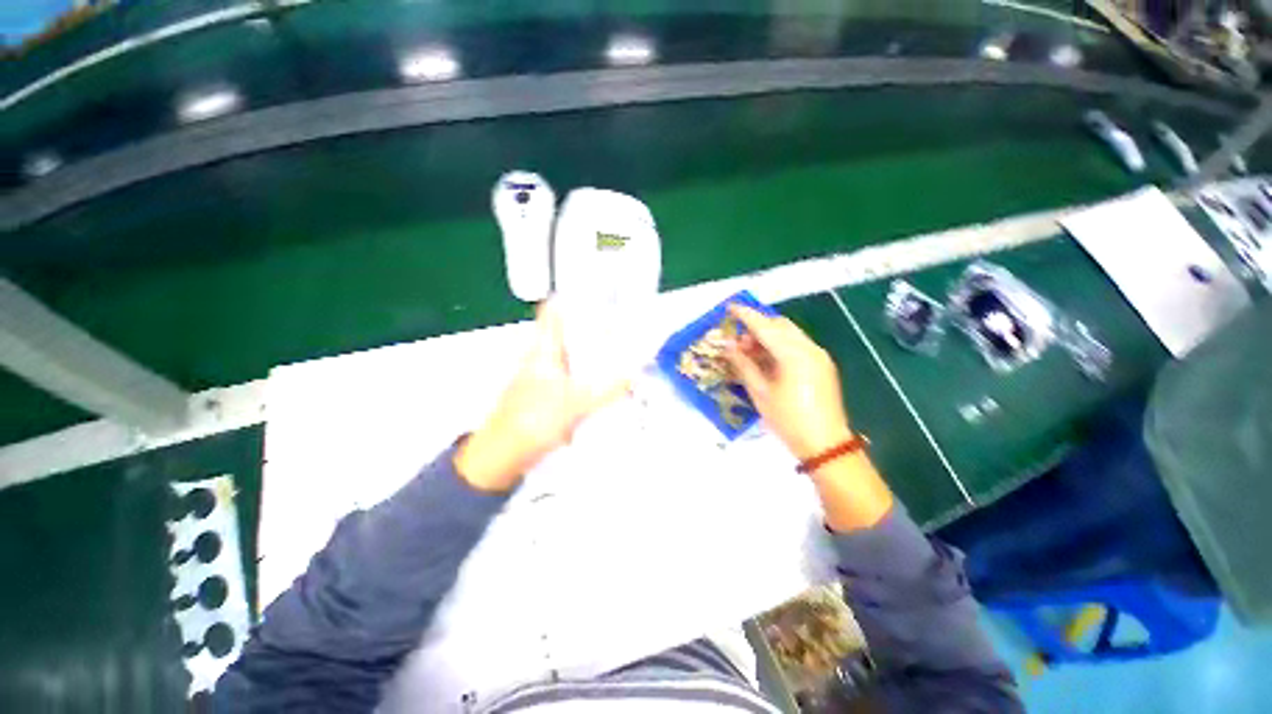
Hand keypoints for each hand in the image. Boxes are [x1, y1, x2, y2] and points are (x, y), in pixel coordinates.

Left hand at [455, 301, 629, 491]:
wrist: (503, 455)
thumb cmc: (532, 420)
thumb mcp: (575, 403)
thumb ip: (607, 389)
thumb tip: (635, 374)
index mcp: (543, 349)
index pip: (552, 311)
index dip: (572, 296)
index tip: (600, 291)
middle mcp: (544, 357)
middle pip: (569, 332)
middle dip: (595, 325)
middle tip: (624, 323)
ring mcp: (546, 376)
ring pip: (574, 354)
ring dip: (595, 351)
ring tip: (623, 348)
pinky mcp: (550, 394)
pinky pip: (575, 375)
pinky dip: (591, 374)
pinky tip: (609, 380)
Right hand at [723, 305, 852, 460]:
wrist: (825, 445)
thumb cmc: (788, 419)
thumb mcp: (760, 392)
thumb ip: (743, 364)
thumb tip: (728, 346)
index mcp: (793, 354)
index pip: (765, 326)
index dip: (746, 315)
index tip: (730, 307)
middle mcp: (809, 348)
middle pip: (780, 325)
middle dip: (758, 326)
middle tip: (738, 340)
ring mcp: (818, 356)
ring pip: (790, 334)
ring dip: (769, 336)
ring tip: (749, 352)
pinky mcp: (822, 365)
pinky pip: (798, 345)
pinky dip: (780, 345)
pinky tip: (767, 359)